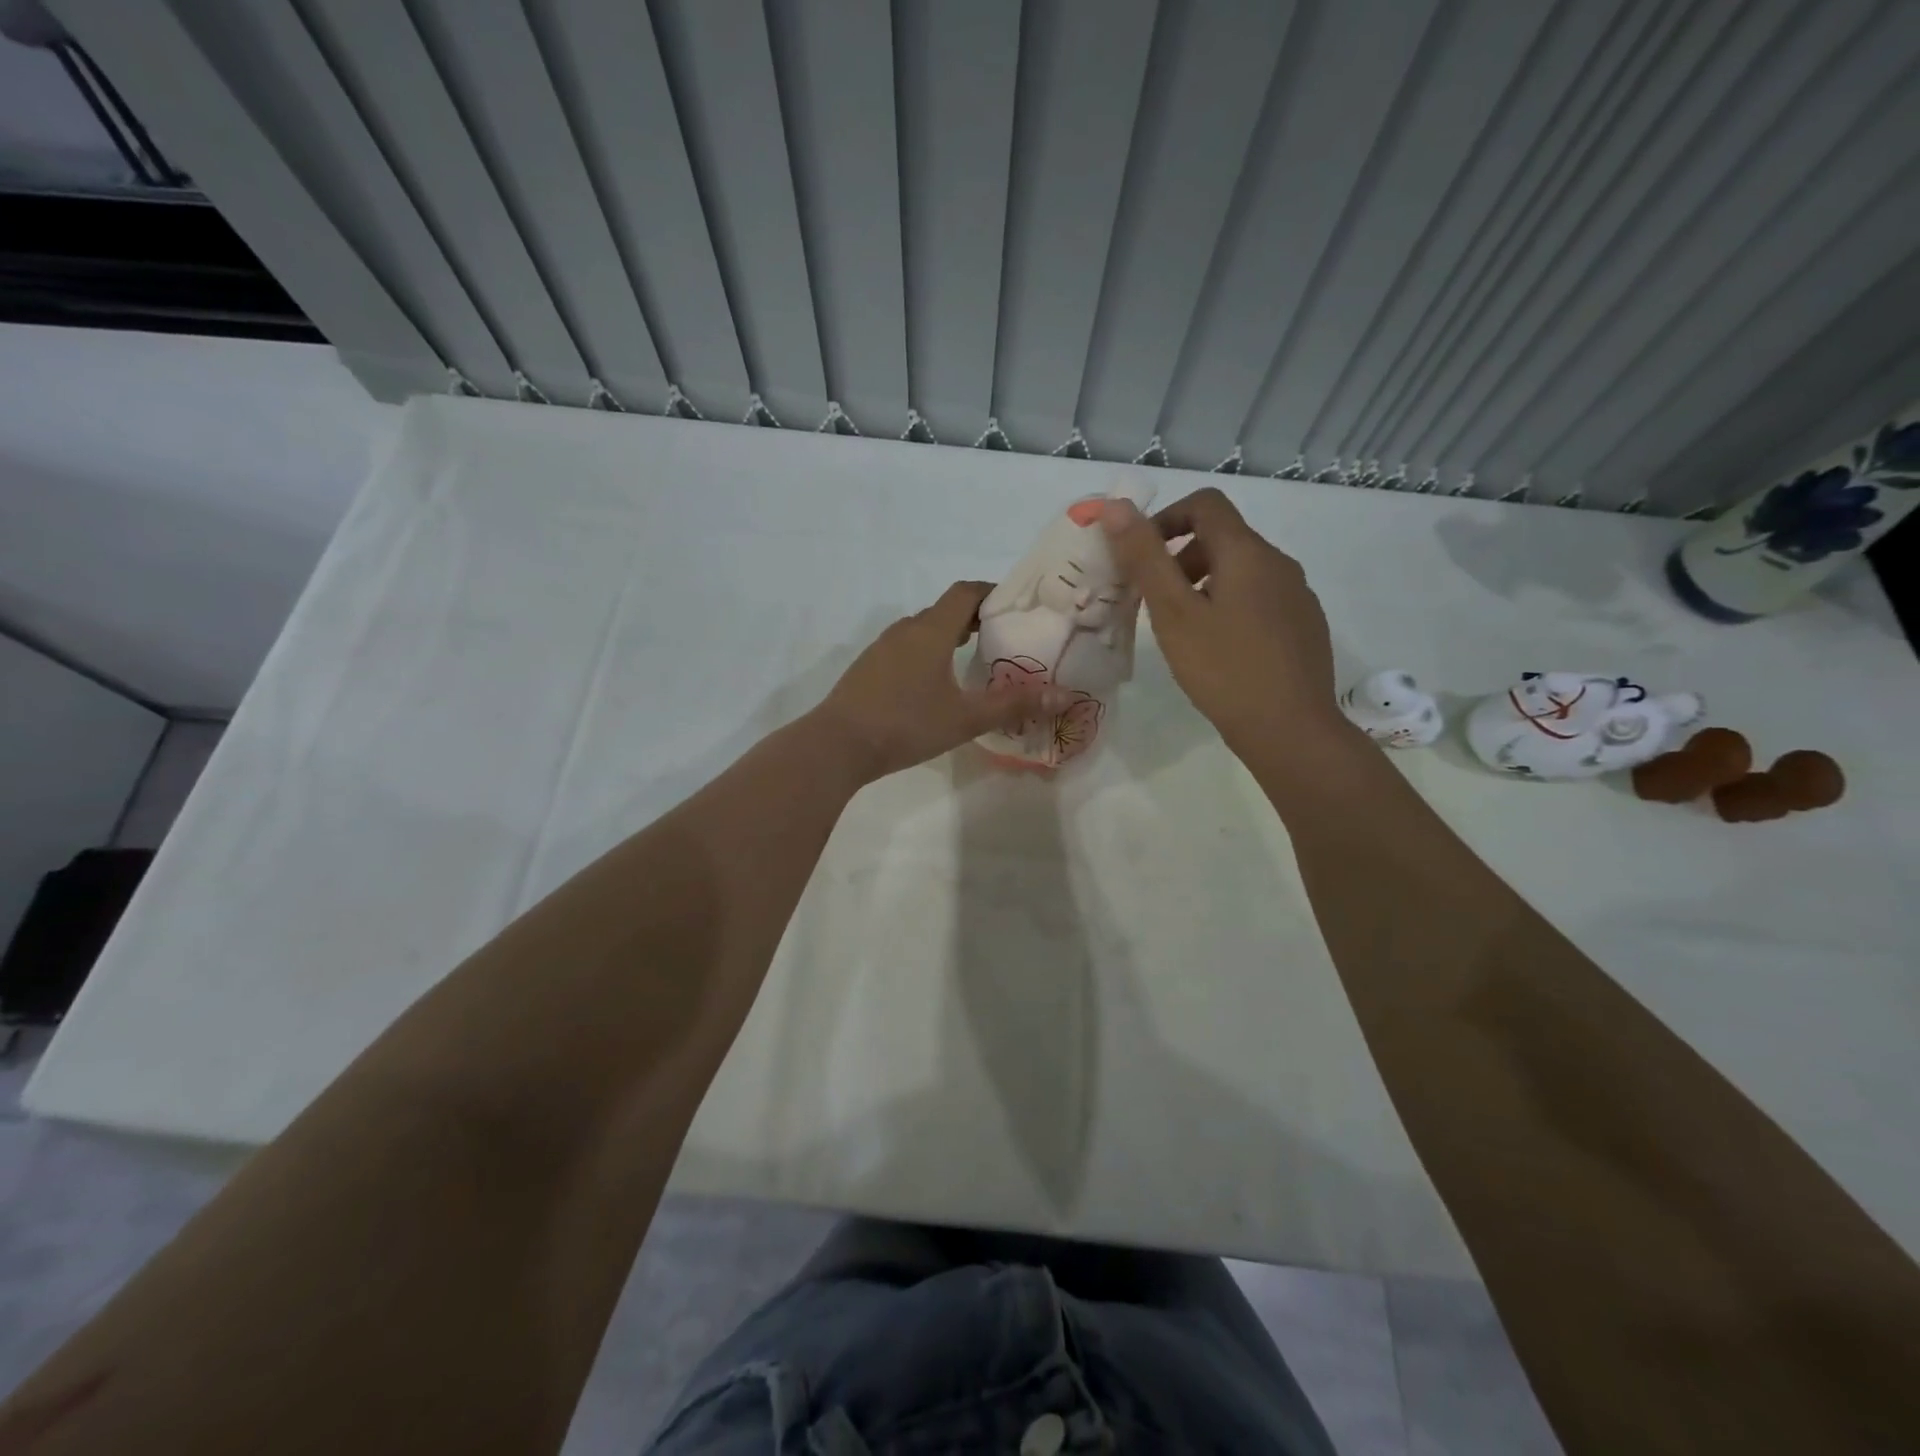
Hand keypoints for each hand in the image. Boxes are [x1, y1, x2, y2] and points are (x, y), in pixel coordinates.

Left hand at [811, 581, 1061, 782]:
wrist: (838, 745)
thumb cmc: (906, 724)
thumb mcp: (965, 718)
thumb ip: (1013, 705)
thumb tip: (1064, 695)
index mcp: (931, 631)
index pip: (965, 592)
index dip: (992, 593)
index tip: (1016, 607)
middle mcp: (905, 630)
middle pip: (945, 610)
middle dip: (975, 618)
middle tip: (1003, 639)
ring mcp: (882, 648)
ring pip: (923, 630)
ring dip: (949, 637)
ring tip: (973, 661)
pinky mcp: (868, 667)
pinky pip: (905, 648)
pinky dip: (927, 653)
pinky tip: (934, 685)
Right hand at [1101, 488, 1343, 756]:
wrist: (1291, 730)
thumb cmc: (1224, 669)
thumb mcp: (1174, 613)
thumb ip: (1145, 558)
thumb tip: (1115, 507)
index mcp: (1247, 552)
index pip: (1205, 504)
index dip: (1166, 519)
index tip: (1142, 559)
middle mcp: (1279, 563)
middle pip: (1223, 538)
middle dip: (1181, 560)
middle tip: (1156, 606)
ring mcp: (1298, 596)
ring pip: (1242, 572)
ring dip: (1204, 587)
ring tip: (1185, 633)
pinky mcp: (1305, 626)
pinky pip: (1260, 600)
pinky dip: (1231, 609)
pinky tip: (1221, 653)